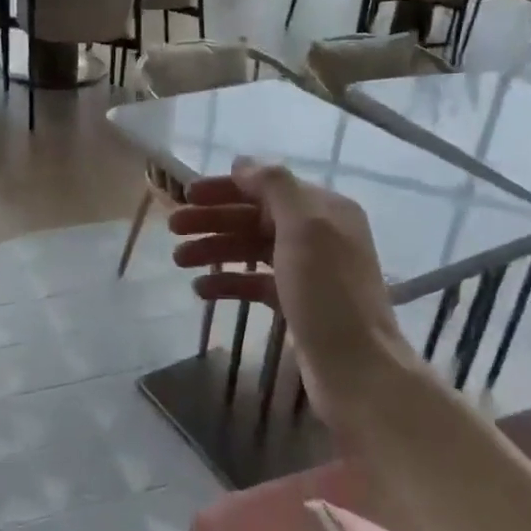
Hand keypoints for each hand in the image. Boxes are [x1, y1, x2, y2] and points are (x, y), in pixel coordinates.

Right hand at [167, 157, 411, 422]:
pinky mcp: (297, 304)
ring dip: (216, 249)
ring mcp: (308, 271)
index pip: (268, 187)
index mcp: (325, 209)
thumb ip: (274, 188)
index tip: (186, 195)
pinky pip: (256, 283)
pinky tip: (201, 289)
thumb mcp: (304, 228)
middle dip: (214, 220)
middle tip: (174, 229)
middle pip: (256, 217)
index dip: (226, 188)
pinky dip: (229, 282)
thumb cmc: (328, 293)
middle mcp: (319, 234)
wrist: (356, 367)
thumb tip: (243, 163)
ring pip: (252, 250)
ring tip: (179, 261)